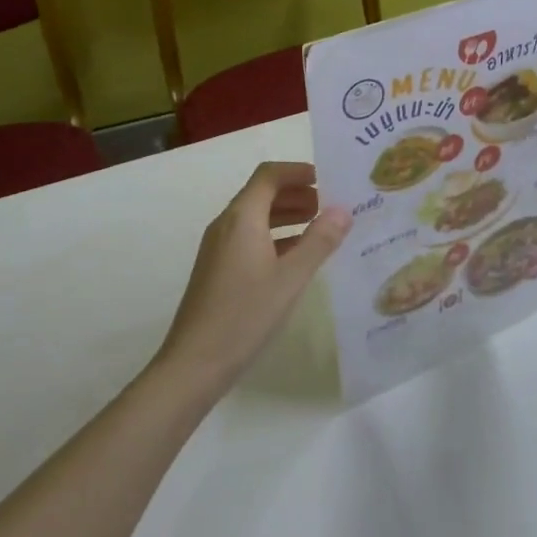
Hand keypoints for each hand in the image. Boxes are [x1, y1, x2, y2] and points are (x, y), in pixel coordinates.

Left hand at [154, 162, 351, 395]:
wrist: (193, 365)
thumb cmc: (244, 315)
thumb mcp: (291, 278)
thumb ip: (319, 241)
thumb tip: (343, 209)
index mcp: (242, 217)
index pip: (269, 175)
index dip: (298, 171)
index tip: (327, 179)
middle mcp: (227, 225)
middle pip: (262, 193)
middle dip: (296, 193)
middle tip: (329, 206)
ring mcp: (218, 248)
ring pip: (256, 217)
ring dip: (287, 215)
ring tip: (319, 228)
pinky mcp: (217, 269)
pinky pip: (249, 238)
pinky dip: (275, 236)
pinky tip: (295, 257)